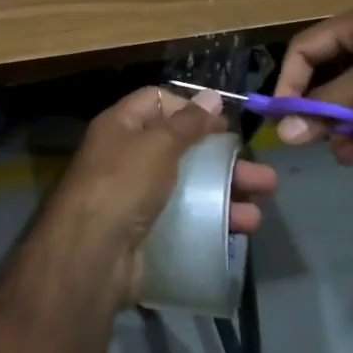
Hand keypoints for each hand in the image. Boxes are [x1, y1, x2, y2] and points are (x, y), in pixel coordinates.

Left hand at [48, 87, 279, 301]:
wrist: (91, 255)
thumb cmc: (123, 183)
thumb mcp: (158, 143)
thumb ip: (188, 122)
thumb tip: (212, 97)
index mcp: (121, 126)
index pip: (158, 101)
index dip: (191, 108)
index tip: (224, 123)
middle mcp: (127, 158)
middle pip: (182, 148)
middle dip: (223, 159)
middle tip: (261, 173)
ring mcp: (136, 198)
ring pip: (190, 187)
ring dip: (226, 193)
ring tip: (261, 207)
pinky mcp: (147, 233)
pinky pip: (186, 220)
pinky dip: (213, 222)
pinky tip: (241, 230)